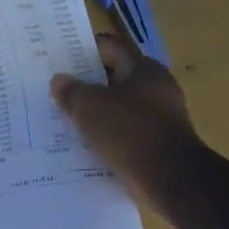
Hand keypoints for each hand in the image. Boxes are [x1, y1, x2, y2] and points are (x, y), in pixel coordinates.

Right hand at [51, 34, 202, 215]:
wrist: (172, 180)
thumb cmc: (130, 132)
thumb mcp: (90, 107)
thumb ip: (71, 91)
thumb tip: (59, 80)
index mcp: (144, 69)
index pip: (108, 48)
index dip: (82, 50)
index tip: (58, 59)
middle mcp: (156, 87)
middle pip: (114, 78)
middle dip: (86, 84)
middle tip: (56, 91)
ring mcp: (161, 117)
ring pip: (119, 108)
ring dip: (96, 113)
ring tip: (65, 119)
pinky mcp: (159, 144)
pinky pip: (126, 133)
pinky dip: (108, 136)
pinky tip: (86, 145)